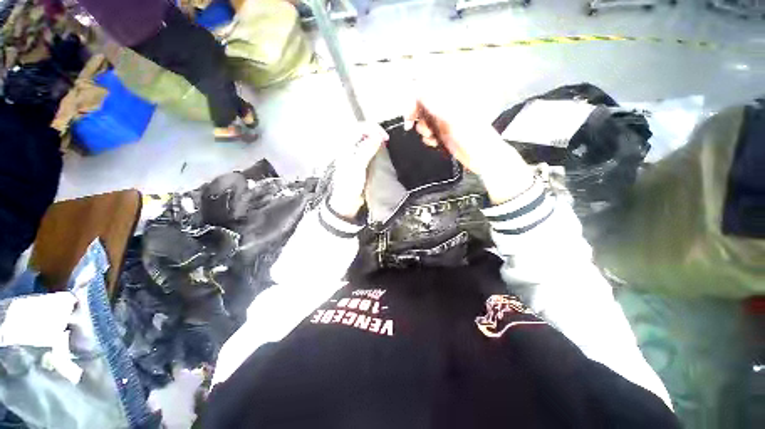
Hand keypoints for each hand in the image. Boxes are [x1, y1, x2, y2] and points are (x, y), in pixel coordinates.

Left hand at [328, 123, 388, 218]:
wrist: (348, 201)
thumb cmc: (349, 185)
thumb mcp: (358, 167)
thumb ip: (366, 150)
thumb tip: (377, 137)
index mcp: (345, 147)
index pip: (359, 128)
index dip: (372, 129)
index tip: (383, 137)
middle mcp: (349, 148)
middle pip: (362, 131)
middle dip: (375, 132)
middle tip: (385, 139)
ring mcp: (355, 154)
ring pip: (366, 139)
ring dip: (376, 139)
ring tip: (384, 143)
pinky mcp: (360, 161)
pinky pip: (368, 149)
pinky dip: (375, 147)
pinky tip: (380, 152)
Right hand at [406, 98, 533, 204]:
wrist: (482, 155)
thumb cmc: (471, 135)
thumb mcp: (451, 117)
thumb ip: (434, 103)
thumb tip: (417, 89)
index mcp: (449, 99)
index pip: (425, 92)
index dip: (413, 101)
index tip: (408, 114)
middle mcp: (445, 108)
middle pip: (422, 107)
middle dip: (415, 117)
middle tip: (410, 126)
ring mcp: (444, 122)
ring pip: (424, 122)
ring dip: (423, 131)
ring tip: (432, 137)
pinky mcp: (443, 135)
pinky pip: (429, 135)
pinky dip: (429, 139)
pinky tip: (435, 143)